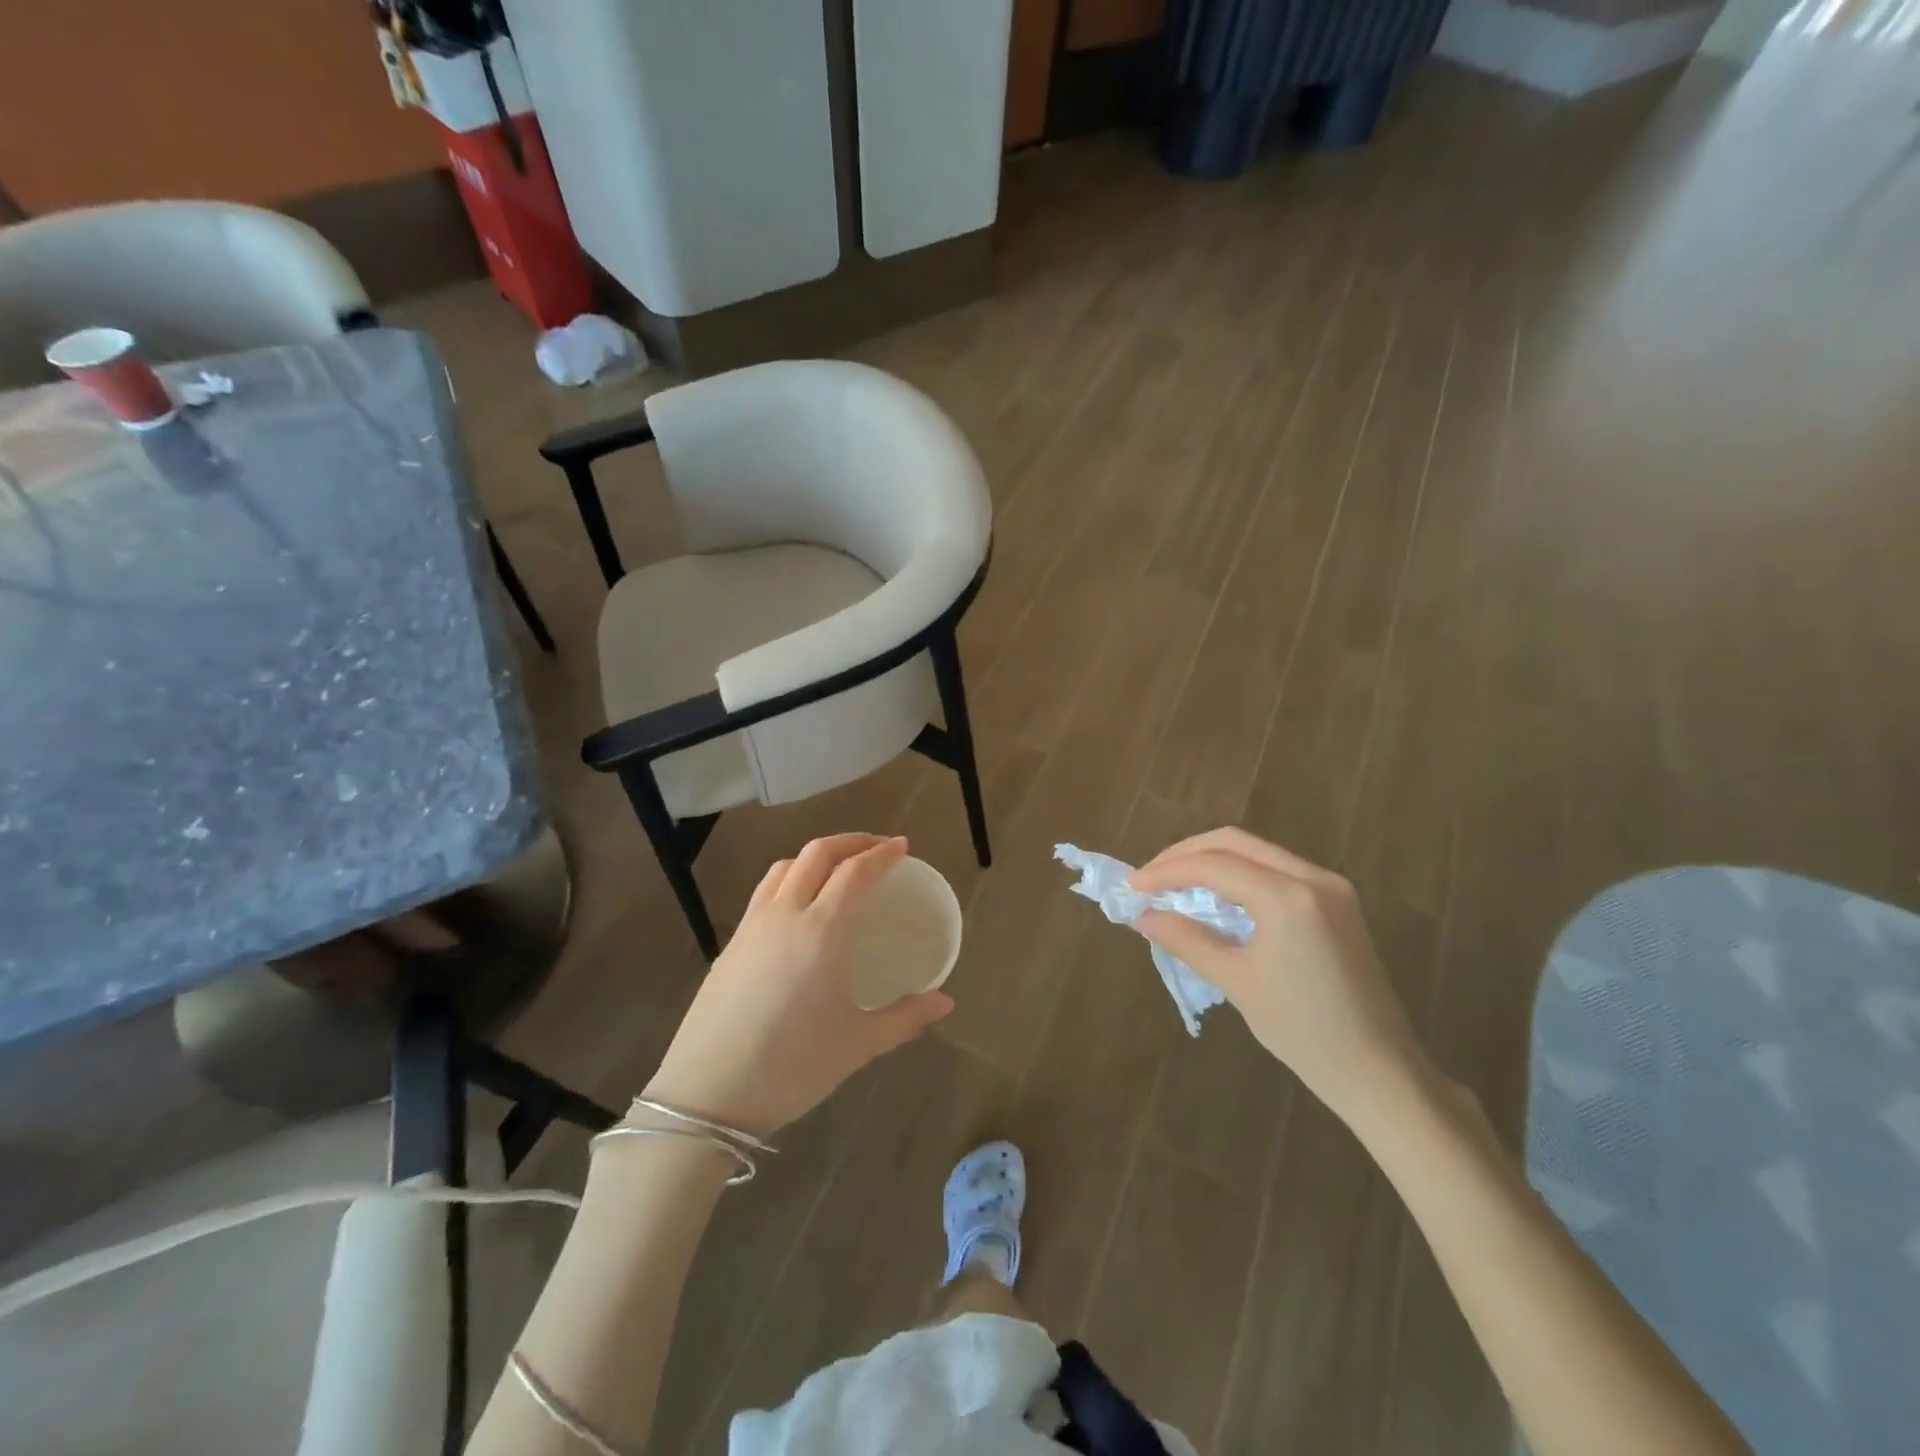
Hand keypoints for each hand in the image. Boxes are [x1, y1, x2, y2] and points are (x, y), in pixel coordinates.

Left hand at [644, 834, 952, 1139]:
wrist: (707, 1094)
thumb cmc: (792, 1066)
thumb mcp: (858, 1045)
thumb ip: (905, 1018)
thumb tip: (946, 1004)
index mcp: (821, 931)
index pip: (855, 872)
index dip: (882, 854)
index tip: (902, 846)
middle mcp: (785, 914)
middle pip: (817, 854)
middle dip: (851, 842)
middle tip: (876, 848)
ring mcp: (752, 926)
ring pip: (785, 867)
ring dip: (816, 855)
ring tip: (837, 868)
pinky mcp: (730, 944)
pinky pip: (765, 891)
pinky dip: (790, 878)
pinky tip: (798, 906)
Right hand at [1129, 828, 1430, 1124]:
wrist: (1380, 1071)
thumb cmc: (1303, 1032)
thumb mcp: (1236, 982)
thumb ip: (1185, 939)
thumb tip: (1141, 916)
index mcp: (1288, 897)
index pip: (1213, 865)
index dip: (1166, 871)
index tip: (1131, 887)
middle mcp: (1312, 877)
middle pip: (1234, 842)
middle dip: (1185, 854)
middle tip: (1150, 878)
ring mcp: (1330, 885)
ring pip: (1256, 851)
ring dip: (1212, 861)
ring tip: (1174, 885)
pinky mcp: (1337, 900)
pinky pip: (1276, 869)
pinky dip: (1239, 874)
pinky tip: (1216, 896)